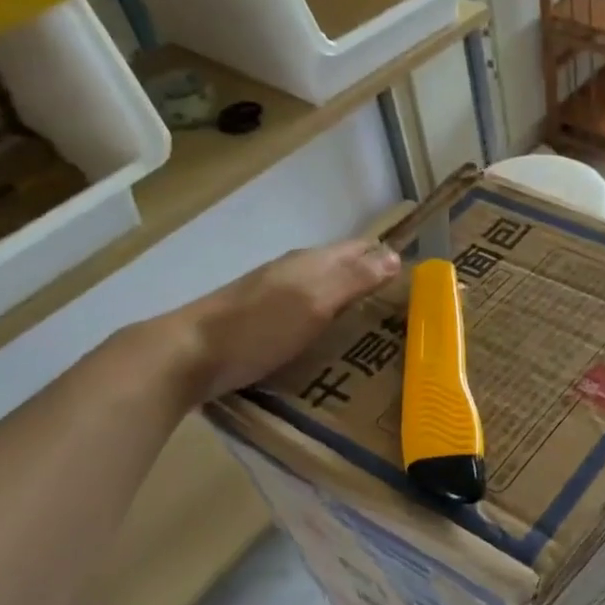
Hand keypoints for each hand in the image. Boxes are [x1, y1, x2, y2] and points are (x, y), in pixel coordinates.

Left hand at [151, 239, 401, 401]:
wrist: (186, 356)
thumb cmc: (258, 327)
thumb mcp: (315, 301)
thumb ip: (354, 278)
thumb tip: (394, 255)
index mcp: (312, 261)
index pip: (362, 248)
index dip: (388, 258)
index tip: (418, 281)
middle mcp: (295, 270)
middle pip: (344, 267)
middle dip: (374, 279)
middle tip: (405, 310)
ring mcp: (274, 294)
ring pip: (325, 288)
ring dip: (351, 300)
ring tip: (376, 328)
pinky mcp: (260, 319)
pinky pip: (307, 310)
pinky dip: (327, 318)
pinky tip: (332, 340)